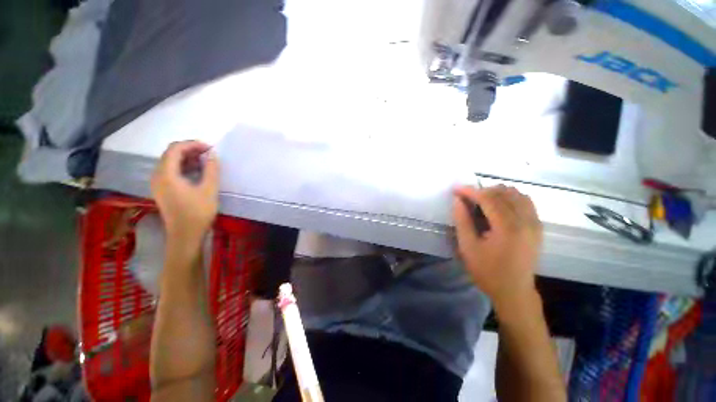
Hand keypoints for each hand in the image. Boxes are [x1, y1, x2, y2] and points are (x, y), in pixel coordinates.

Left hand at [151, 141, 218, 245]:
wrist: (185, 235)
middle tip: (209, 154)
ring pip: (170, 162)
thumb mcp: (209, 189)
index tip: (210, 148)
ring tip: (205, 162)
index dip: (193, 144)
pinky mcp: (162, 190)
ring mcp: (158, 183)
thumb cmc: (198, 212)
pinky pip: (170, 171)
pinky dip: (183, 167)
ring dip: (187, 158)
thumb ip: (211, 169)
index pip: (175, 149)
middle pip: (170, 154)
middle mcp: (157, 176)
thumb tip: (212, 154)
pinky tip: (197, 172)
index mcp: (166, 174)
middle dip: (190, 150)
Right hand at [452, 185, 542, 312]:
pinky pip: (526, 202)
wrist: (514, 291)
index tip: (456, 189)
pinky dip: (510, 198)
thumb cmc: (487, 271)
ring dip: (497, 193)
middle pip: (504, 192)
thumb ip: (462, 221)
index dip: (470, 191)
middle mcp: (526, 221)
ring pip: (517, 194)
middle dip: (483, 191)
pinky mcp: (538, 227)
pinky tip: (498, 207)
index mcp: (508, 227)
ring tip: (482, 201)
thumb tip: (458, 200)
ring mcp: (535, 223)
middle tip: (467, 199)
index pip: (489, 198)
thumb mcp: (468, 247)